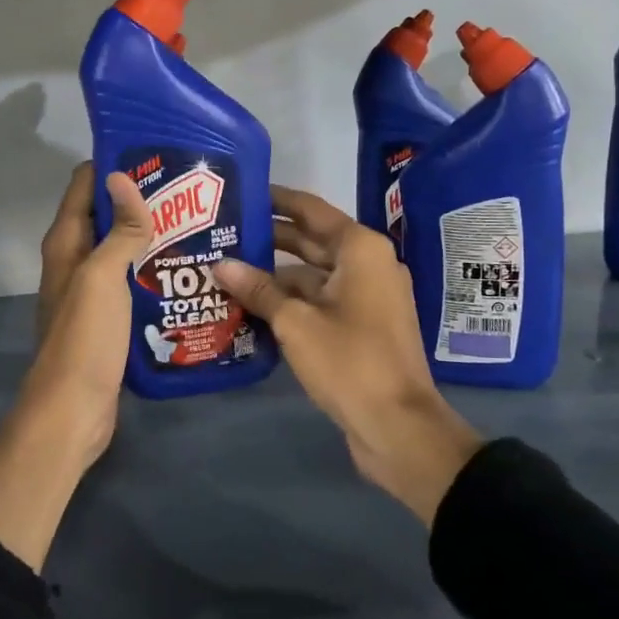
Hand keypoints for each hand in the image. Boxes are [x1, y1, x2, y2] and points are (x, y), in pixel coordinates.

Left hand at [0, 164, 153, 570]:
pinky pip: (130, 281)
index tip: (156, 153)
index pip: (84, 185)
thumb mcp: (102, 277)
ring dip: (149, 235)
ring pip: (120, 249)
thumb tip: (122, 177)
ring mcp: (91, 291)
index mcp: (65, 243)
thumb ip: (118, 230)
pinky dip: (151, 269)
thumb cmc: (85, 338)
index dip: (113, 165)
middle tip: (189, 189)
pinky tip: (185, 270)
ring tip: (197, 222)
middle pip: (104, 215)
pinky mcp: (107, 318)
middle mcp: (74, 261)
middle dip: (139, 199)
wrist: (73, 410)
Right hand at [213, 186, 482, 525]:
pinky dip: (291, 302)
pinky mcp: (362, 326)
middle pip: (311, 241)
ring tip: (226, 271)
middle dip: (269, 239)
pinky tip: (252, 307)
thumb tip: (220, 265)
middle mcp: (367, 265)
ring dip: (275, 276)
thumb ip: (258, 289)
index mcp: (360, 249)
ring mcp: (367, 297)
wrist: (398, 426)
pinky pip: (320, 301)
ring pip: (313, 275)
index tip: (242, 191)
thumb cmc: (349, 361)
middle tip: (223, 232)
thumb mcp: (296, 322)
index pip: (311, 210)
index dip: (276, 200)